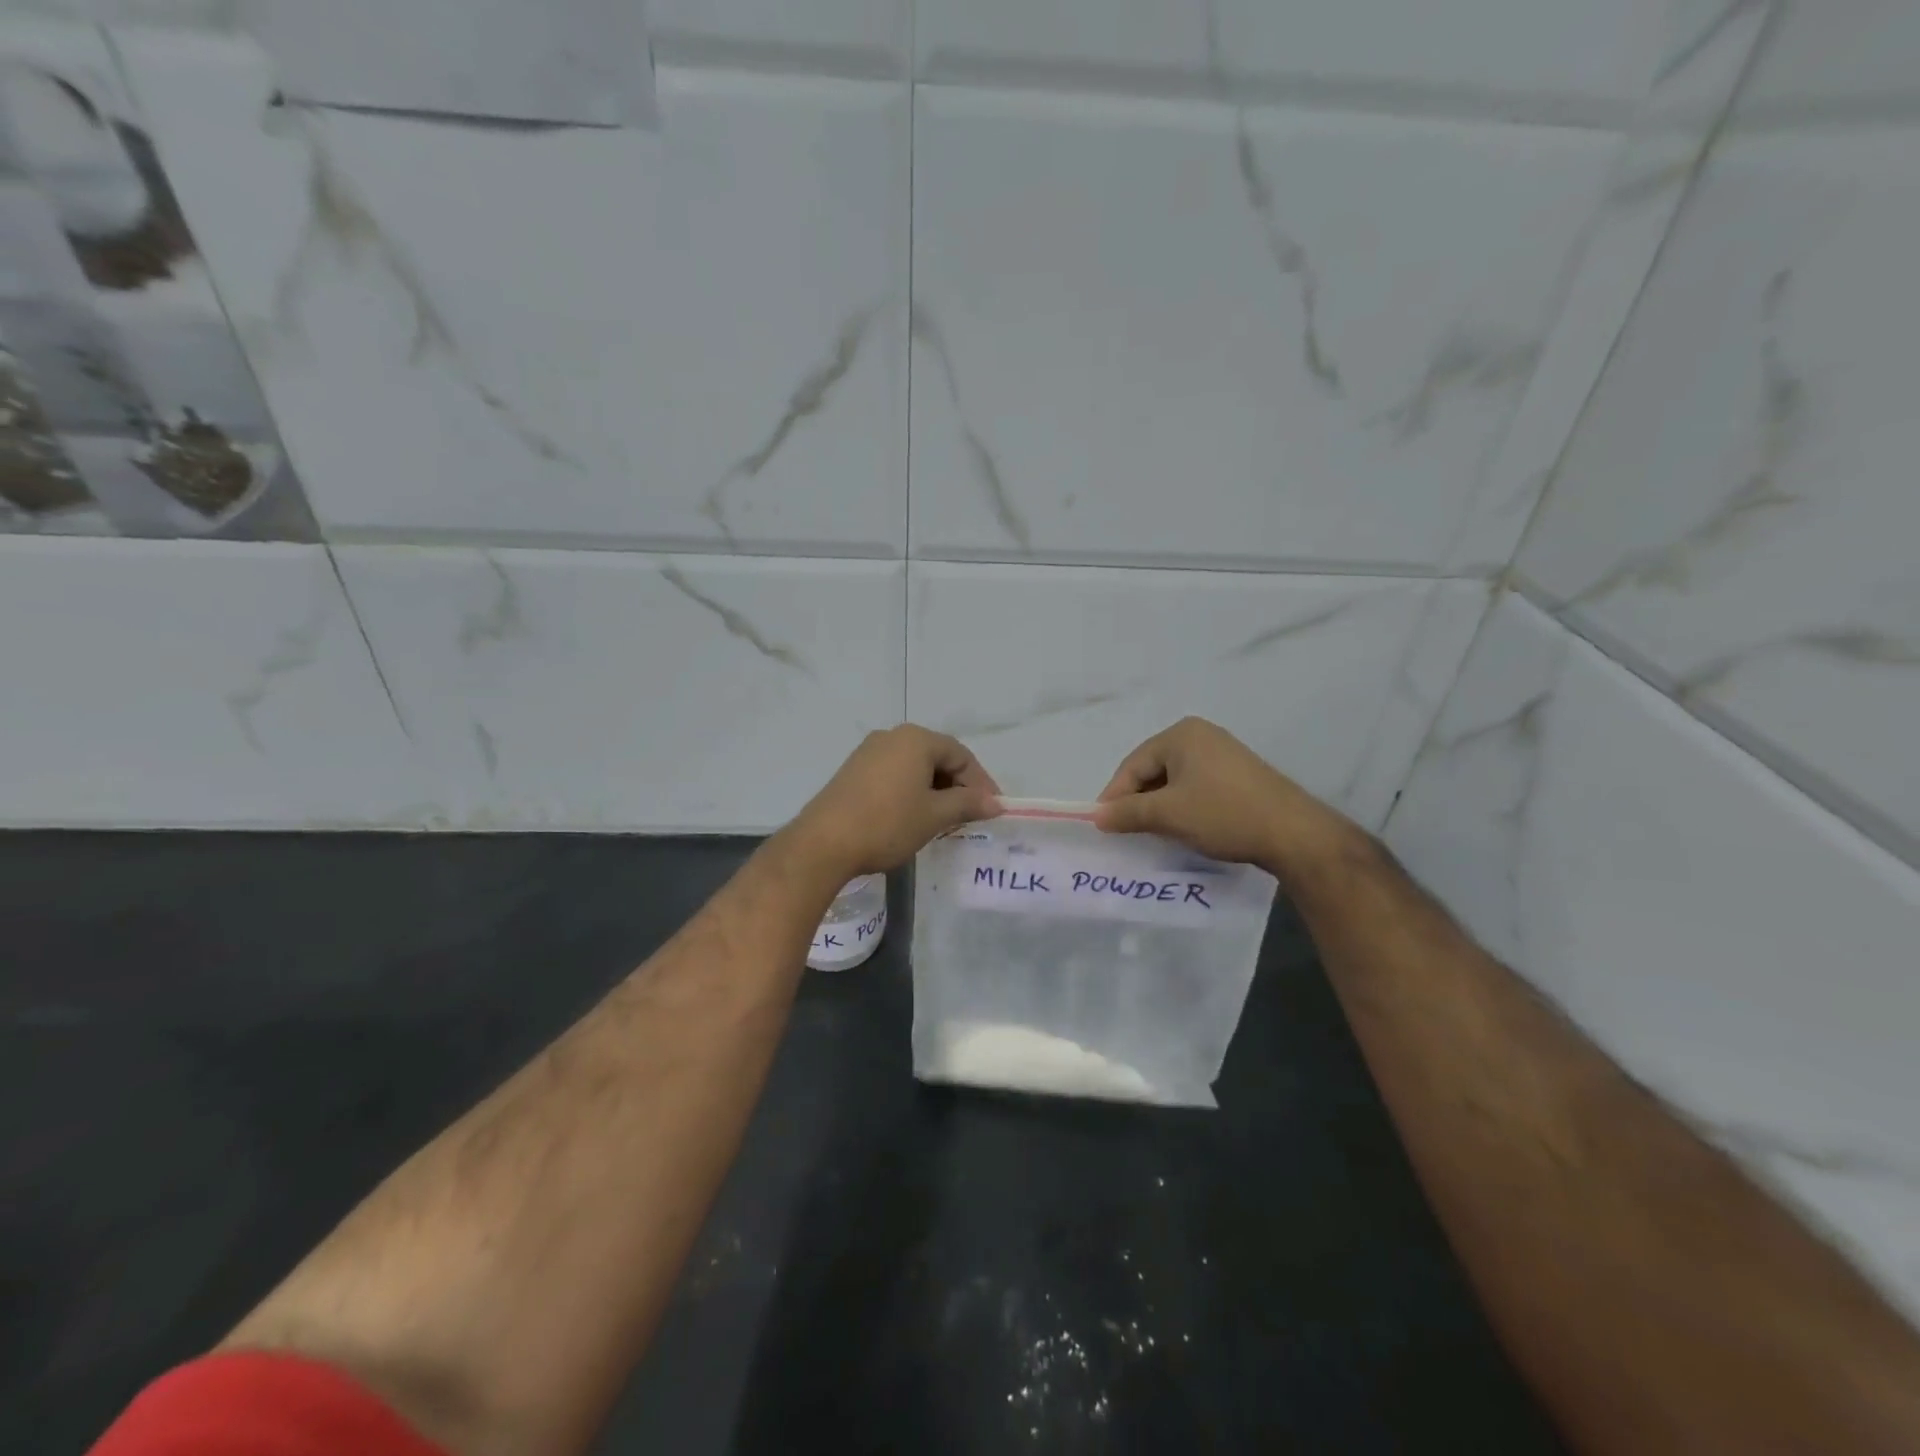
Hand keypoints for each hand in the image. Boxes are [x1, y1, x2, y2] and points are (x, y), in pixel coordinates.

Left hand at [790, 725, 1001, 877]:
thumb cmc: (888, 823)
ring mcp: (868, 752)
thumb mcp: (935, 816)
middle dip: (958, 785)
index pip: (961, 755)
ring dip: (935, 790)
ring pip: (915, 767)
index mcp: (916, 739)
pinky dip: (911, 791)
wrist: (824, 843)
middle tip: (971, 815)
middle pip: (937, 757)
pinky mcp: (853, 771)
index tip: (992, 809)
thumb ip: (968, 804)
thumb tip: (996, 803)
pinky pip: (894, 775)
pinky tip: (914, 816)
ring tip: (945, 819)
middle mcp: (892, 737)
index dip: (980, 782)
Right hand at [1094, 717, 1357, 876]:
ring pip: (1174, 781)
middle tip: (1125, 831)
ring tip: (1151, 833)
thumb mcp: (1168, 815)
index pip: (1133, 765)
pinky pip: (1195, 787)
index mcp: (1181, 735)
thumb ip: (1127, 813)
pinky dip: (1182, 807)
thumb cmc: (1223, 814)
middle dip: (1137, 801)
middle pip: (1152, 770)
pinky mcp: (1238, 775)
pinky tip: (1182, 828)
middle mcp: (1201, 736)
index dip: (1114, 796)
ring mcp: (1222, 754)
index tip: (1103, 826)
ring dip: (1159, 806)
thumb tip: (1097, 816)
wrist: (1293, 833)